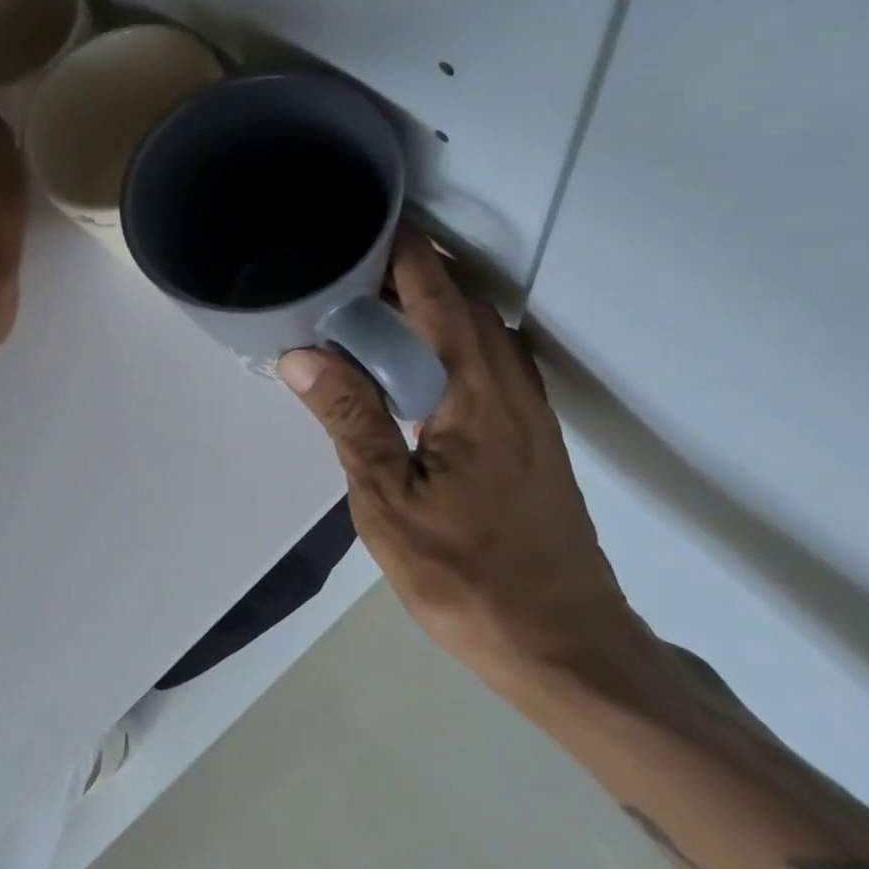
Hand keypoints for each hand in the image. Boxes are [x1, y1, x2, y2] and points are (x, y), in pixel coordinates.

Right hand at [278, 226, 649, 692]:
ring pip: (473, 327)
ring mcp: (526, 408)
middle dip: (400, 270)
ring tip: (358, 306)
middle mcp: (510, 382)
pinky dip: (440, 339)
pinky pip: (481, 359)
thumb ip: (349, 420)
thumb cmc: (469, 578)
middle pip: (458, 298)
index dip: (396, 249)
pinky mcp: (527, 434)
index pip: (435, 290)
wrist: (565, 646)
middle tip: (335, 267)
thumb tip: (302, 353)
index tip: (350, 222)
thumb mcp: (389, 504)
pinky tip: (403, 365)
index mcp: (475, 389)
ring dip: (421, 304)